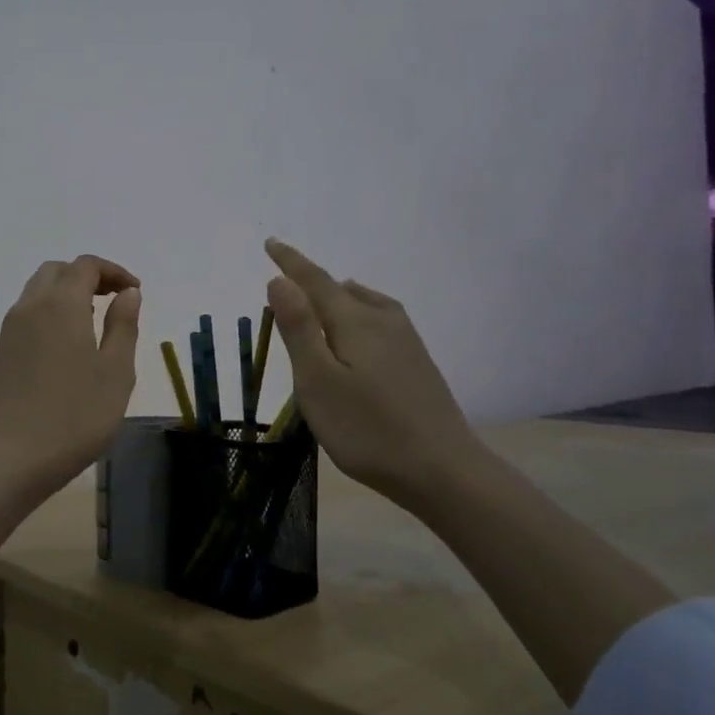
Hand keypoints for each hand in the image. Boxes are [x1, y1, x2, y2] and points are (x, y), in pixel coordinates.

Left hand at [0, 254, 142, 492]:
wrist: (15, 456)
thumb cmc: (77, 415)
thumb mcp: (116, 371)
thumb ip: (124, 325)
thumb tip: (127, 293)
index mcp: (61, 305)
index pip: (85, 266)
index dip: (113, 271)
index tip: (134, 292)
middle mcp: (30, 307)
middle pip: (56, 271)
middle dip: (86, 276)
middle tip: (113, 300)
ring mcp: (9, 330)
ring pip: (37, 292)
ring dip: (66, 294)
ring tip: (92, 323)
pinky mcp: (0, 353)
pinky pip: (26, 316)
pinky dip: (49, 313)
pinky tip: (65, 347)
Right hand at [263, 238, 485, 511]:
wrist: (443, 470)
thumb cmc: (367, 429)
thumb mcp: (318, 381)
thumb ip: (298, 329)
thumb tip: (279, 280)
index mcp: (355, 322)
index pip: (315, 281)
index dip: (290, 262)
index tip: (270, 243)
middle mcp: (383, 321)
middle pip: (341, 290)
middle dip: (312, 282)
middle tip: (287, 281)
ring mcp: (407, 341)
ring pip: (365, 304)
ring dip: (338, 297)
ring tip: (322, 299)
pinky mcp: (418, 362)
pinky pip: (380, 320)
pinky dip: (359, 314)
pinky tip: (361, 333)